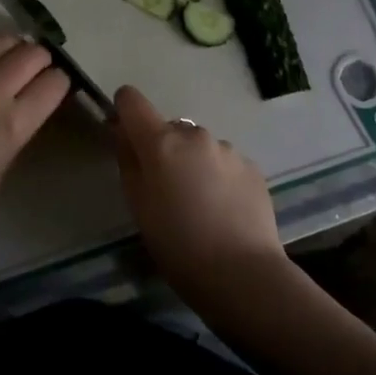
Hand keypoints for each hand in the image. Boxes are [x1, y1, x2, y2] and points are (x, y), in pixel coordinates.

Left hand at [0, 35, 69, 246]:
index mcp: (12, 124)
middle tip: (41, 70)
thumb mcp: (2, 165)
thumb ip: (17, 130)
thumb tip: (25, 108)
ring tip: (15, 62)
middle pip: (32, 53)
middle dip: (43, 59)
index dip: (62, 81)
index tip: (59, 86)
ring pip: (3, 42)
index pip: (53, 83)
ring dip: (17, 49)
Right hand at [113, 85, 287, 300]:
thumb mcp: (138, 206)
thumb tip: (123, 133)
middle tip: (167, 191)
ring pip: (200, 147)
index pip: (132, 101)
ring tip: (200, 206)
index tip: (126, 136)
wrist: (242, 274)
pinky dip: (219, 177)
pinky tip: (224, 211)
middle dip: (164, 150)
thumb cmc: (178, 245)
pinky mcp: (252, 167)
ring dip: (194, 164)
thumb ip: (128, 161)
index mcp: (161, 142)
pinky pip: (225, 163)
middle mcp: (195, 135)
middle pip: (169, 129)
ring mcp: (227, 149)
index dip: (124, 112)